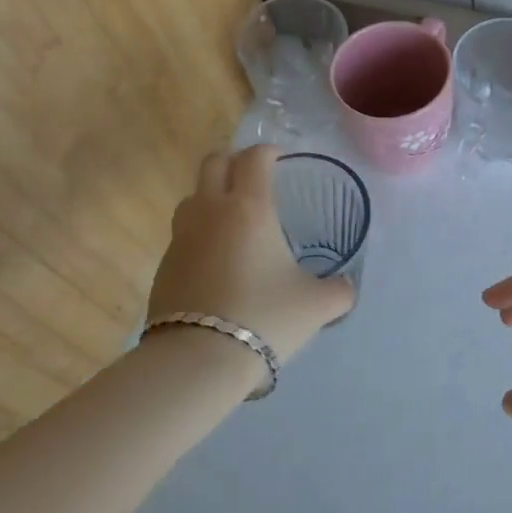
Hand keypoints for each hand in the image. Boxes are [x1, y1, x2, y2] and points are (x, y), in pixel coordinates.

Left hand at [149, 144, 353, 366]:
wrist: (197, 360)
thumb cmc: (264, 318)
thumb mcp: (316, 305)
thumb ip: (339, 291)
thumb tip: (348, 288)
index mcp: (249, 207)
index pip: (254, 157)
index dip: (268, 151)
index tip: (281, 160)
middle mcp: (211, 211)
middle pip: (213, 162)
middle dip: (234, 161)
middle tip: (254, 178)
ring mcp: (181, 237)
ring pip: (192, 196)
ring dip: (212, 196)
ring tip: (234, 220)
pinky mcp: (164, 265)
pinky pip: (183, 234)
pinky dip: (200, 234)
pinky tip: (217, 262)